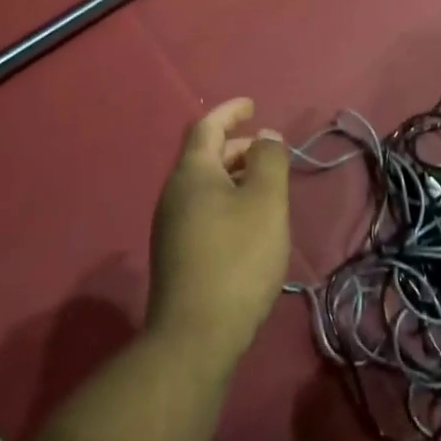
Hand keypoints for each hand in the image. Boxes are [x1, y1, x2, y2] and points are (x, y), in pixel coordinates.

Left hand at [146, 99, 291, 369]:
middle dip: (237, 146)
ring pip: (205, 184)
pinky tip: (250, 223)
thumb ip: (269, 161)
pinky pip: (204, 208)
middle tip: (269, 152)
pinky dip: (228, 200)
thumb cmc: (236, 258)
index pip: (207, 126)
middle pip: (205, 155)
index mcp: (192, 173)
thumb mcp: (265, 201)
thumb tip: (265, 136)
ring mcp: (171, 225)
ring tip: (266, 187)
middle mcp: (174, 193)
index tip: (252, 105)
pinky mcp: (177, 253)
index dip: (230, 111)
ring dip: (235, 176)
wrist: (195, 336)